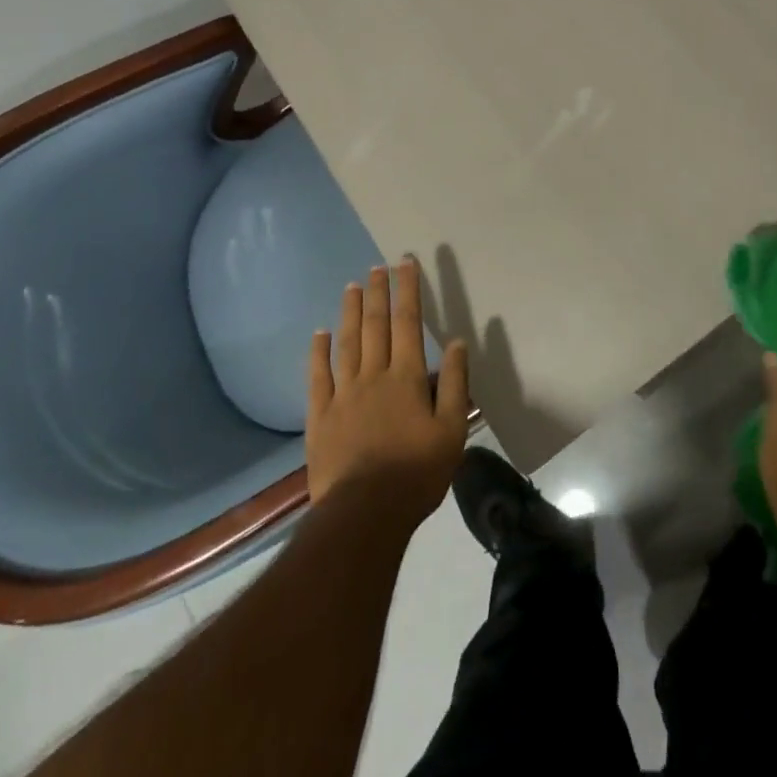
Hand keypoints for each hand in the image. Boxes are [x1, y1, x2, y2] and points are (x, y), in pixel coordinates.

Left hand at [306, 256, 470, 531]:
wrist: (365, 513)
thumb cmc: (416, 473)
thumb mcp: (451, 431)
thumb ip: (456, 384)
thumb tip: (458, 341)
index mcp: (407, 377)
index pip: (408, 322)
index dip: (408, 290)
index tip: (406, 263)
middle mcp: (374, 376)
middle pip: (376, 325)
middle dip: (378, 293)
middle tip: (377, 266)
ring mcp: (343, 394)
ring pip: (347, 343)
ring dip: (351, 313)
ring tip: (352, 286)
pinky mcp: (321, 416)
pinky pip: (318, 376)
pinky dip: (319, 352)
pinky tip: (320, 333)